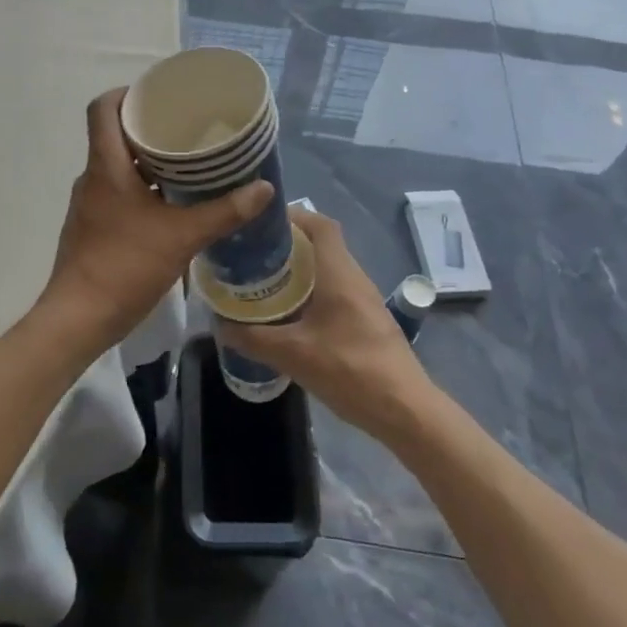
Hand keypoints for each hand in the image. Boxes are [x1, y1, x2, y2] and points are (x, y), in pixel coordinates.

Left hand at [39, 89, 272, 359]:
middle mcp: (92, 177)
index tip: (158, 95)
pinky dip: (140, 187)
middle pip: (114, 134)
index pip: (103, 108)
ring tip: (186, 162)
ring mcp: (89, 203)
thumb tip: (264, 188)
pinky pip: (116, 191)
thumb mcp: (182, 236)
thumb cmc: (125, 266)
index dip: (127, 93)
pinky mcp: (92, 226)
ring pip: (117, 165)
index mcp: (106, 166)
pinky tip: (170, 203)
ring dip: (147, 160)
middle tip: (186, 127)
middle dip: (148, 127)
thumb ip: (224, 212)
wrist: (78, 319)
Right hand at [218, 209, 433, 439]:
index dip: (293, 216)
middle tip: (253, 256)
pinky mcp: (368, 321)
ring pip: (328, 270)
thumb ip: (253, 338)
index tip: (262, 224)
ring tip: (265, 283)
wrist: (406, 411)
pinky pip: (335, 292)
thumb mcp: (293, 355)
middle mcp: (354, 277)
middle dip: (288, 245)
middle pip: (321, 245)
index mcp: (339, 272)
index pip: (320, 224)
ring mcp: (364, 300)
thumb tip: (220, 325)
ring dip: (299, 271)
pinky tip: (291, 316)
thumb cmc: (351, 370)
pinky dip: (312, 293)